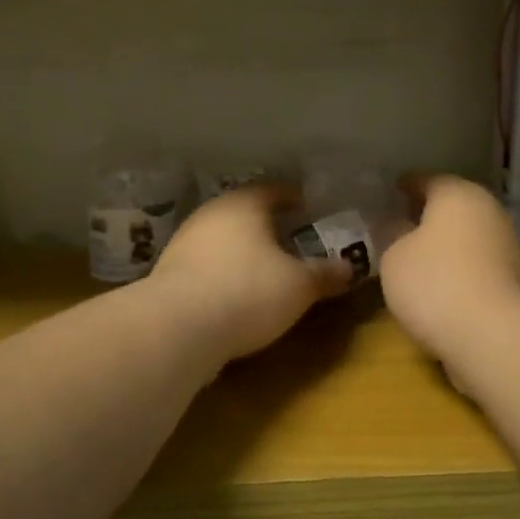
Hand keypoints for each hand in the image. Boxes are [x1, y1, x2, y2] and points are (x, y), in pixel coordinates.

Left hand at [149, 186, 351, 361]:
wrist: (177, 328)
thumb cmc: (248, 291)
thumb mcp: (299, 286)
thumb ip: (325, 274)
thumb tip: (350, 268)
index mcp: (244, 204)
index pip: (275, 190)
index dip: (295, 199)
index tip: (311, 209)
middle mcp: (211, 214)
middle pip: (246, 213)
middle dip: (268, 225)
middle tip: (292, 240)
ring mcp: (184, 242)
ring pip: (223, 238)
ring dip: (242, 250)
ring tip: (265, 268)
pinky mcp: (169, 273)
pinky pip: (206, 265)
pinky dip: (223, 272)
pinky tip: (235, 291)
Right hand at [380, 176, 519, 361]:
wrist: (494, 336)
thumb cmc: (435, 283)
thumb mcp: (393, 257)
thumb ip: (391, 234)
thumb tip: (394, 224)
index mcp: (458, 195)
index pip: (426, 180)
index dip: (406, 185)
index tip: (391, 191)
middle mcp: (489, 211)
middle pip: (454, 206)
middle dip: (429, 213)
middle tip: (402, 223)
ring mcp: (509, 245)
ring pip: (470, 234)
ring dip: (449, 242)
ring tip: (420, 256)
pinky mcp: (518, 280)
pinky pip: (481, 263)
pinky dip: (463, 266)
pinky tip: (445, 282)